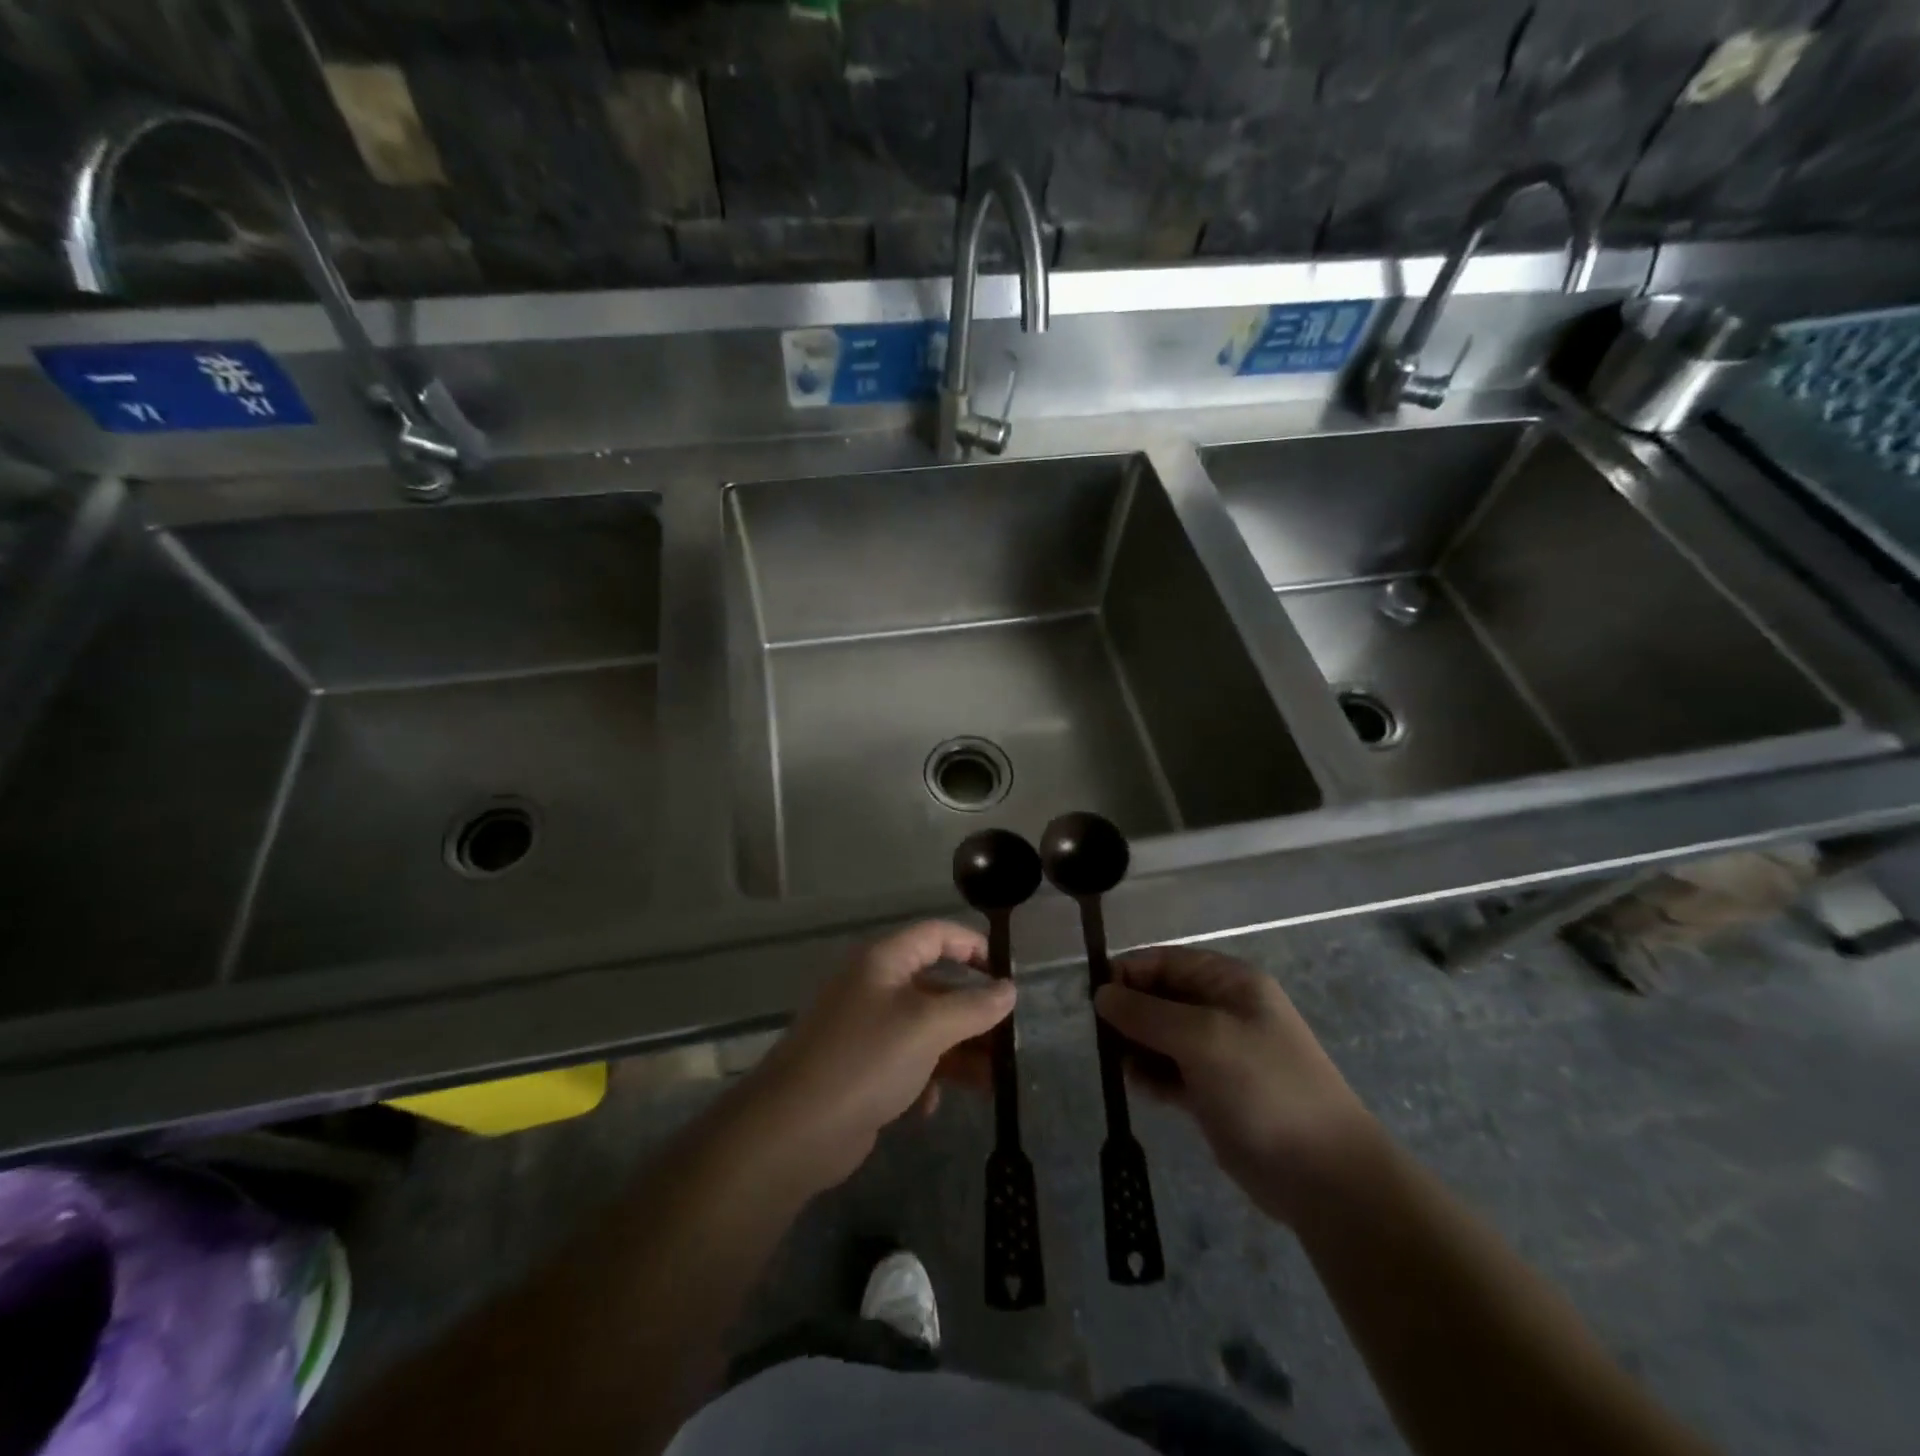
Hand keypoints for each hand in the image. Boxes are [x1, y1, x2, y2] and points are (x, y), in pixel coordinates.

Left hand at [730, 921, 1013, 1193]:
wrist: (794, 1130)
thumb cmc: (866, 1060)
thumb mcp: (928, 1027)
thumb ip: (973, 1007)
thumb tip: (1009, 989)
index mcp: (884, 961)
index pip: (936, 935)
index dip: (973, 946)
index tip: (1006, 975)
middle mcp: (874, 987)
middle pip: (936, 987)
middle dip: (974, 1014)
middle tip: (1009, 1042)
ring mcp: (865, 1029)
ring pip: (926, 1030)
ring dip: (959, 1053)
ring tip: (993, 1083)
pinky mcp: (861, 1069)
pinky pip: (906, 1062)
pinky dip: (925, 1079)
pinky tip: (929, 1106)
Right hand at [1094, 946, 1377, 1223]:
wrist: (1323, 1174)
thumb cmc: (1265, 1087)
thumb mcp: (1203, 1038)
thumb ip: (1147, 1013)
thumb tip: (1100, 993)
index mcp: (1229, 982)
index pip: (1165, 961)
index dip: (1128, 974)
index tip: (1096, 999)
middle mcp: (1222, 1009)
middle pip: (1159, 996)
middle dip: (1129, 1012)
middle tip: (1102, 1038)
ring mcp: (1217, 1052)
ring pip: (1159, 1035)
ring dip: (1135, 1045)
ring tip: (1122, 1066)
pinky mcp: (1211, 1091)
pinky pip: (1167, 1070)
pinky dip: (1150, 1075)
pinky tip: (1140, 1088)